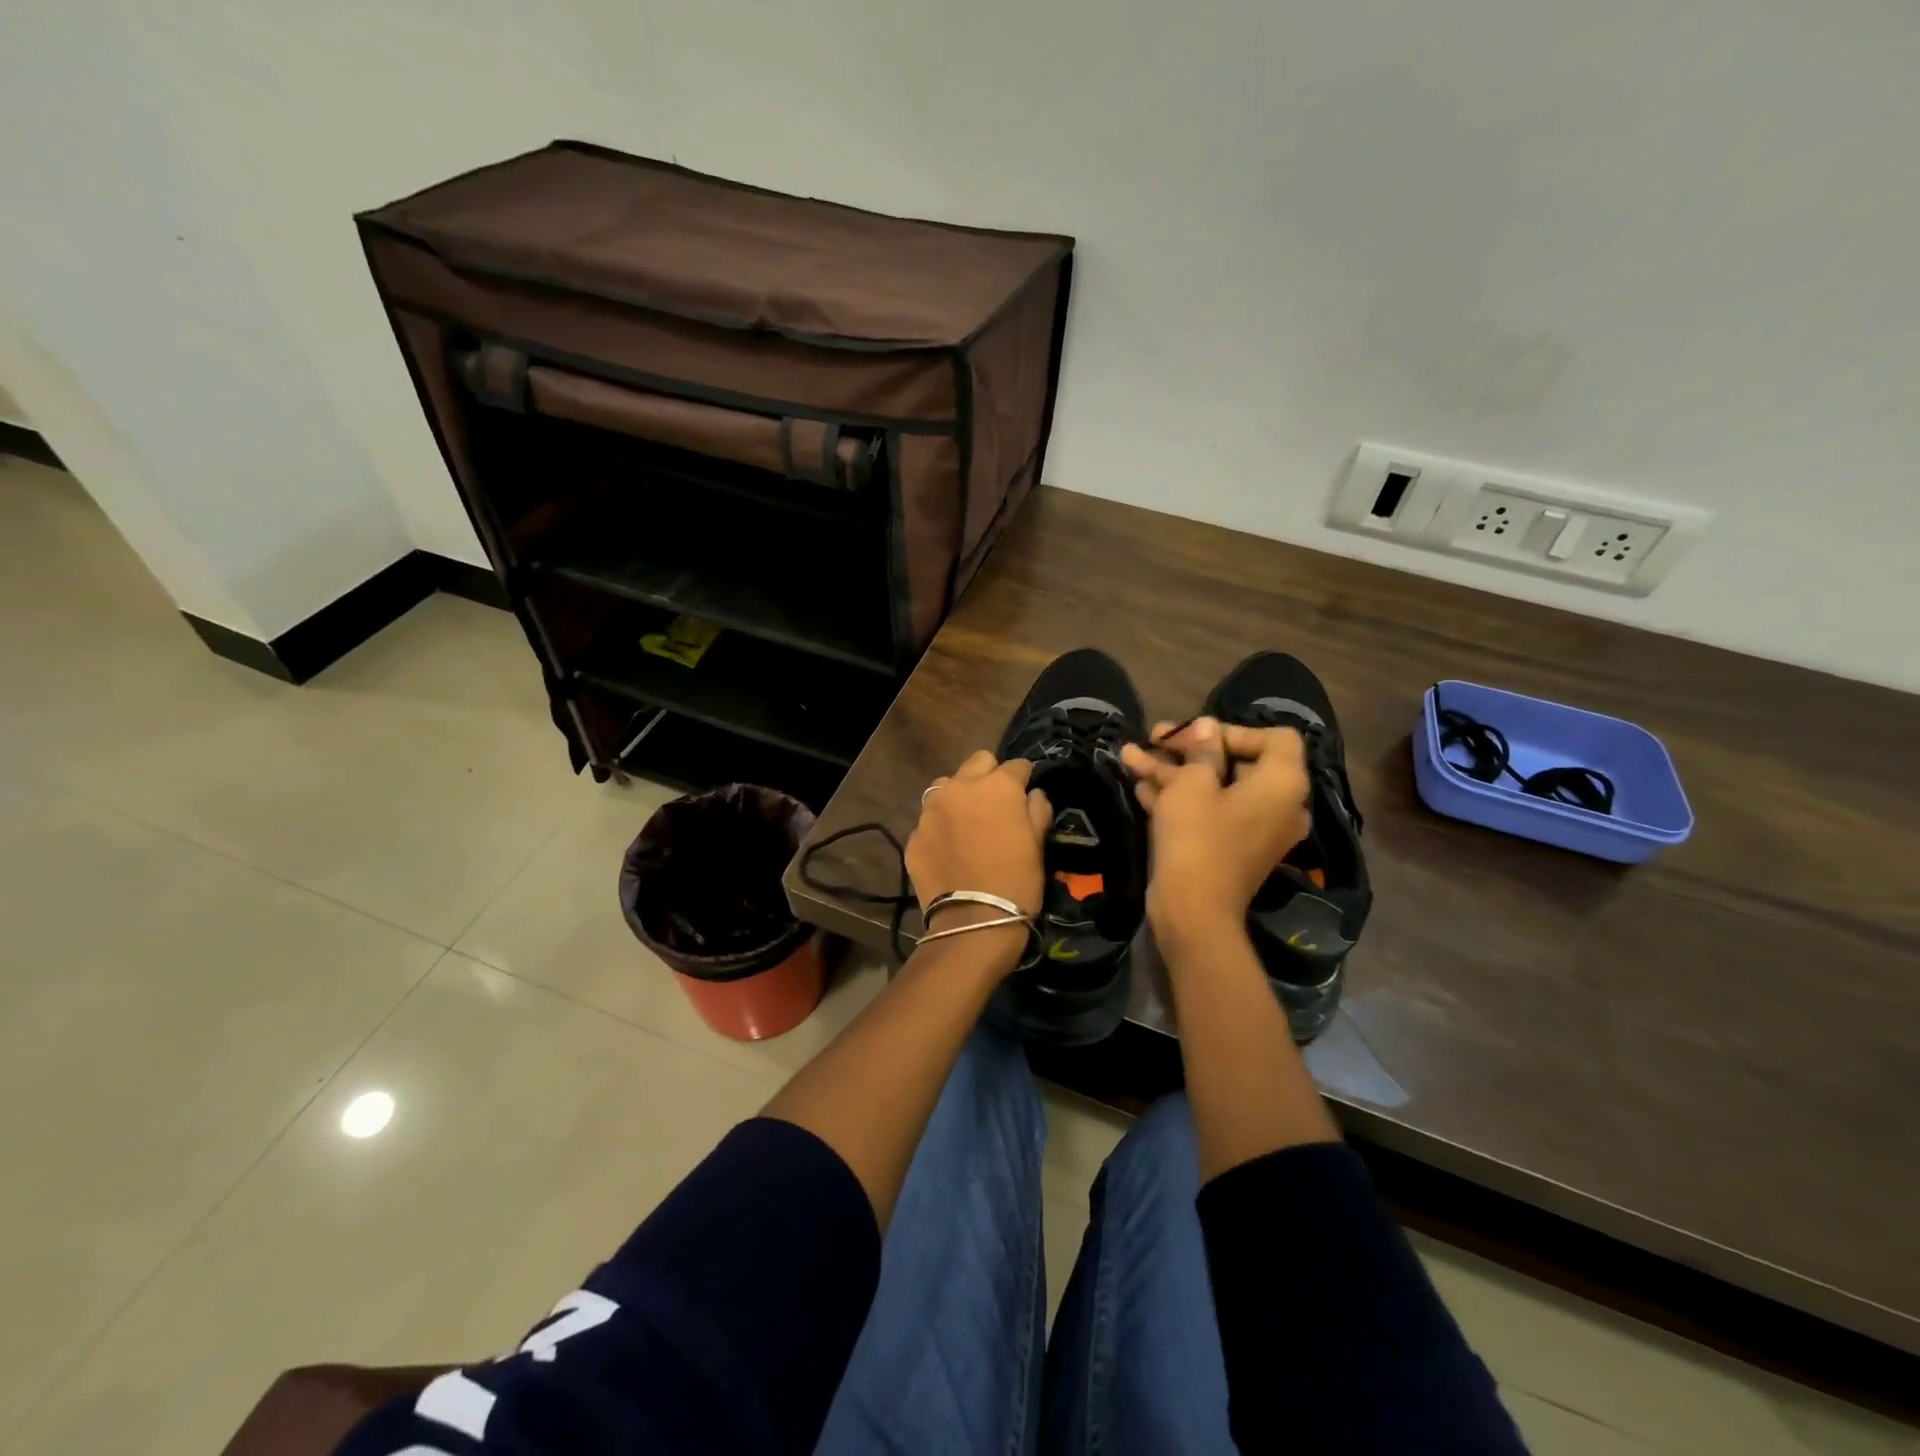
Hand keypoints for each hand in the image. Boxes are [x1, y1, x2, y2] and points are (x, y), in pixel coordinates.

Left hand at [907, 750, 1052, 925]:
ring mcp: (931, 810)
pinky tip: (950, 850)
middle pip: (977, 763)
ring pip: (946, 786)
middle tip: (996, 803)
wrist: (973, 922)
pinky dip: (941, 827)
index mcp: (997, 786)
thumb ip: (1038, 810)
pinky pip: (930, 820)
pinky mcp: (914, 834)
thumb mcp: (1039, 845)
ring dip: (959, 796)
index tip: (1026, 792)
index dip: (1024, 777)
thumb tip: (1033, 794)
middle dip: (989, 776)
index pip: (1016, 765)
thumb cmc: (1017, 881)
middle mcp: (960, 787)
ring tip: (967, 822)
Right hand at [1119, 718, 1312, 950]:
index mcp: (1283, 783)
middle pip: (1238, 761)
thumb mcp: (1192, 785)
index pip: (1274, 737)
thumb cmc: (1197, 838)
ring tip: (1131, 756)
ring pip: (1216, 788)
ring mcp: (1255, 829)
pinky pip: (1210, 812)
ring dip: (1175, 772)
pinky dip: (1180, 798)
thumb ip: (1201, 750)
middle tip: (1154, 738)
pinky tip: (1140, 785)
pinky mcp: (1231, 848)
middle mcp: (1279, 804)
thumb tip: (1208, 727)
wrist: (1193, 911)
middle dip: (1190, 749)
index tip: (1194, 737)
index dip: (1232, 730)